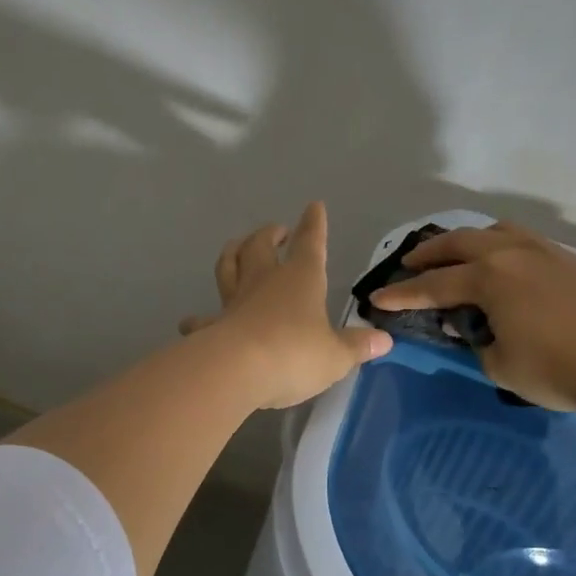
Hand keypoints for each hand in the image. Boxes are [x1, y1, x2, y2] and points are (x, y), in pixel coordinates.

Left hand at [180, 202, 391, 410]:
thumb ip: (357, 347)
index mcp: (300, 279)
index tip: (314, 206)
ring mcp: (234, 301)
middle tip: (275, 230)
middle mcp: (265, 281)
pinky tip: (191, 321)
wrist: (236, 369)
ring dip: (233, 253)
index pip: (310, 243)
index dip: (314, 225)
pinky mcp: (212, 326)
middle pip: (261, 246)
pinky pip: (203, 319)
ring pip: (228, 266)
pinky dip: (198, 319)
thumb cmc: (294, 354)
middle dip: (269, 234)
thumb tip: (384, 340)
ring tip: (236, 248)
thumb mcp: (336, 356)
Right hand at [368, 222, 575, 439]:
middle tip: (408, 264)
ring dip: (467, 241)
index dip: (402, 295)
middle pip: (458, 243)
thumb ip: (476, 341)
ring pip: (495, 231)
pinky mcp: (569, 259)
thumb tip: (473, 326)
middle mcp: (511, 253)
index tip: (377, 299)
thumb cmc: (556, 369)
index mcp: (488, 278)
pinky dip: (500, 244)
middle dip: (428, 254)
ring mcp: (544, 251)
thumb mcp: (500, 364)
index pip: (433, 286)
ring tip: (458, 255)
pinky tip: (504, 262)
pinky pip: (523, 239)